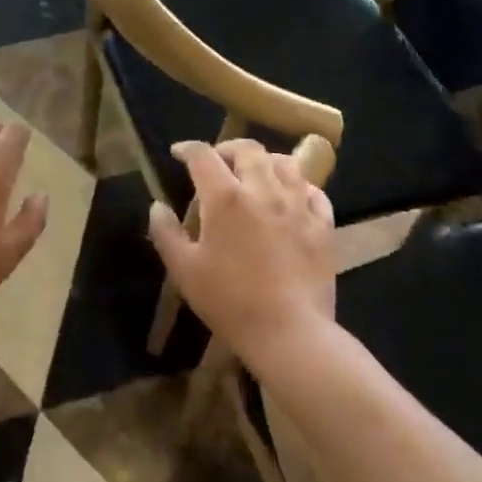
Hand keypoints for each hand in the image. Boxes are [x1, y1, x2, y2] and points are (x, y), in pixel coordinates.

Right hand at [146, 138, 341, 362]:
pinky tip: (291, 196)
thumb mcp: (184, 270)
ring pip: (285, 164)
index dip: (187, 149)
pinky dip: (299, 186)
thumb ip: (166, 233)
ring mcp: (298, 207)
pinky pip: (314, 192)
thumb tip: (157, 206)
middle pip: (249, 150)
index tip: (178, 154)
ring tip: (256, 172)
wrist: (289, 333)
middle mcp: (263, 191)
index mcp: (225, 198)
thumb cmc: (229, 301)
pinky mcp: (323, 227)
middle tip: (218, 161)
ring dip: (266, 161)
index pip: (203, 156)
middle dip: (228, 149)